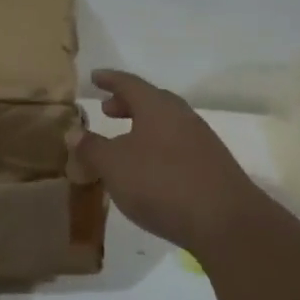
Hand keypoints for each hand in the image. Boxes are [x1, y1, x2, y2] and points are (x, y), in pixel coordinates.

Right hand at [70, 69, 274, 253]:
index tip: (94, 77)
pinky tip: (148, 170)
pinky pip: (176, 146)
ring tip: (124, 142)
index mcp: (157, 106)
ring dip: (142, 127)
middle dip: (127, 104)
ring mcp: (201, 141)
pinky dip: (156, 148)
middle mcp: (181, 116)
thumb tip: (74, 132)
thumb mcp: (114, 166)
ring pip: (166, 124)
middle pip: (151, 101)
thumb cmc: (161, 183)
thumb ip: (92, 148)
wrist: (225, 222)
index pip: (129, 83)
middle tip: (106, 110)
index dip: (109, 79)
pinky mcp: (211, 166)